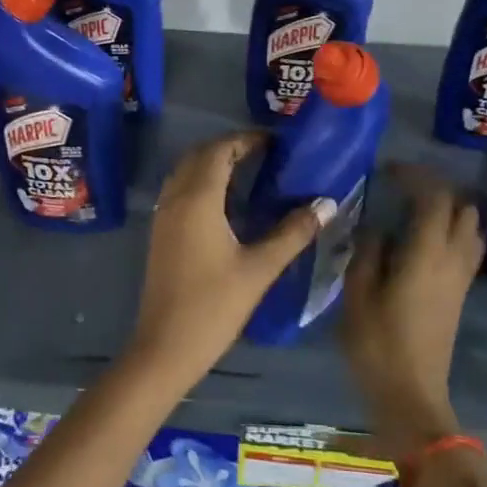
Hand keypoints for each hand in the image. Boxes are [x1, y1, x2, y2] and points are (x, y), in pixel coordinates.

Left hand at [125, 132, 333, 391]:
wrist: (166, 346)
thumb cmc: (215, 306)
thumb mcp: (259, 268)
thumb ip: (292, 233)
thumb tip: (325, 204)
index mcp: (198, 200)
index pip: (219, 151)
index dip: (245, 140)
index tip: (274, 142)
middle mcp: (175, 199)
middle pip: (198, 155)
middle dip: (228, 147)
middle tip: (263, 154)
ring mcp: (163, 215)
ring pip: (185, 171)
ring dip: (211, 163)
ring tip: (247, 172)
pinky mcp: (160, 232)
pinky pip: (179, 190)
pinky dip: (200, 182)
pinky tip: (224, 203)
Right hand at [340, 166, 480, 459]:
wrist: (411, 396)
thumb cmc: (378, 345)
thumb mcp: (358, 295)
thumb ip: (367, 253)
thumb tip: (376, 228)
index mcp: (426, 255)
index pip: (434, 199)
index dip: (415, 176)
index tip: (388, 170)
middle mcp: (452, 261)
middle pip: (461, 209)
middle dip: (436, 188)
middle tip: (402, 186)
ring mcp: (460, 279)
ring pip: (470, 228)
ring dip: (447, 209)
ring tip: (413, 207)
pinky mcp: (459, 294)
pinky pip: (466, 248)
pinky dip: (450, 230)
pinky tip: (422, 237)